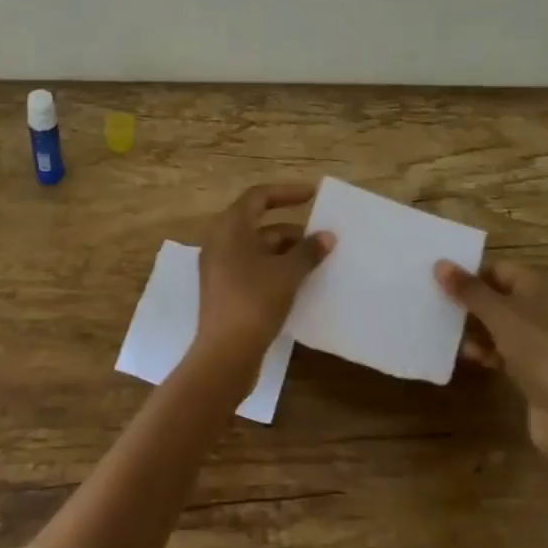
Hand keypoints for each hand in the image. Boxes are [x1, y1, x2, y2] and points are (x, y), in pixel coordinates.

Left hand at [196, 183, 334, 370]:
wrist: (225, 354)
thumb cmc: (254, 301)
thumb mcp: (287, 273)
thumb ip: (308, 251)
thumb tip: (327, 236)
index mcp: (230, 228)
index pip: (258, 197)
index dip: (286, 193)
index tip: (313, 195)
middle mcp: (220, 242)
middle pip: (259, 224)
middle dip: (291, 229)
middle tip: (321, 237)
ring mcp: (220, 268)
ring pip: (257, 249)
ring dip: (285, 252)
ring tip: (316, 262)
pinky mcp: (224, 291)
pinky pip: (253, 269)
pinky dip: (275, 269)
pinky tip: (299, 283)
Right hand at [437, 258, 547, 472]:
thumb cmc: (540, 350)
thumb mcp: (500, 315)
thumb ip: (469, 290)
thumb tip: (439, 263)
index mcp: (544, 286)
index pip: (501, 268)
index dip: (472, 273)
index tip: (440, 282)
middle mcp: (547, 308)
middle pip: (501, 296)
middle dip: (470, 301)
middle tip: (437, 304)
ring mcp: (545, 341)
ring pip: (502, 325)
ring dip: (476, 328)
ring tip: (445, 331)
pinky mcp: (540, 370)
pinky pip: (507, 351)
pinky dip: (487, 351)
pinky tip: (467, 356)